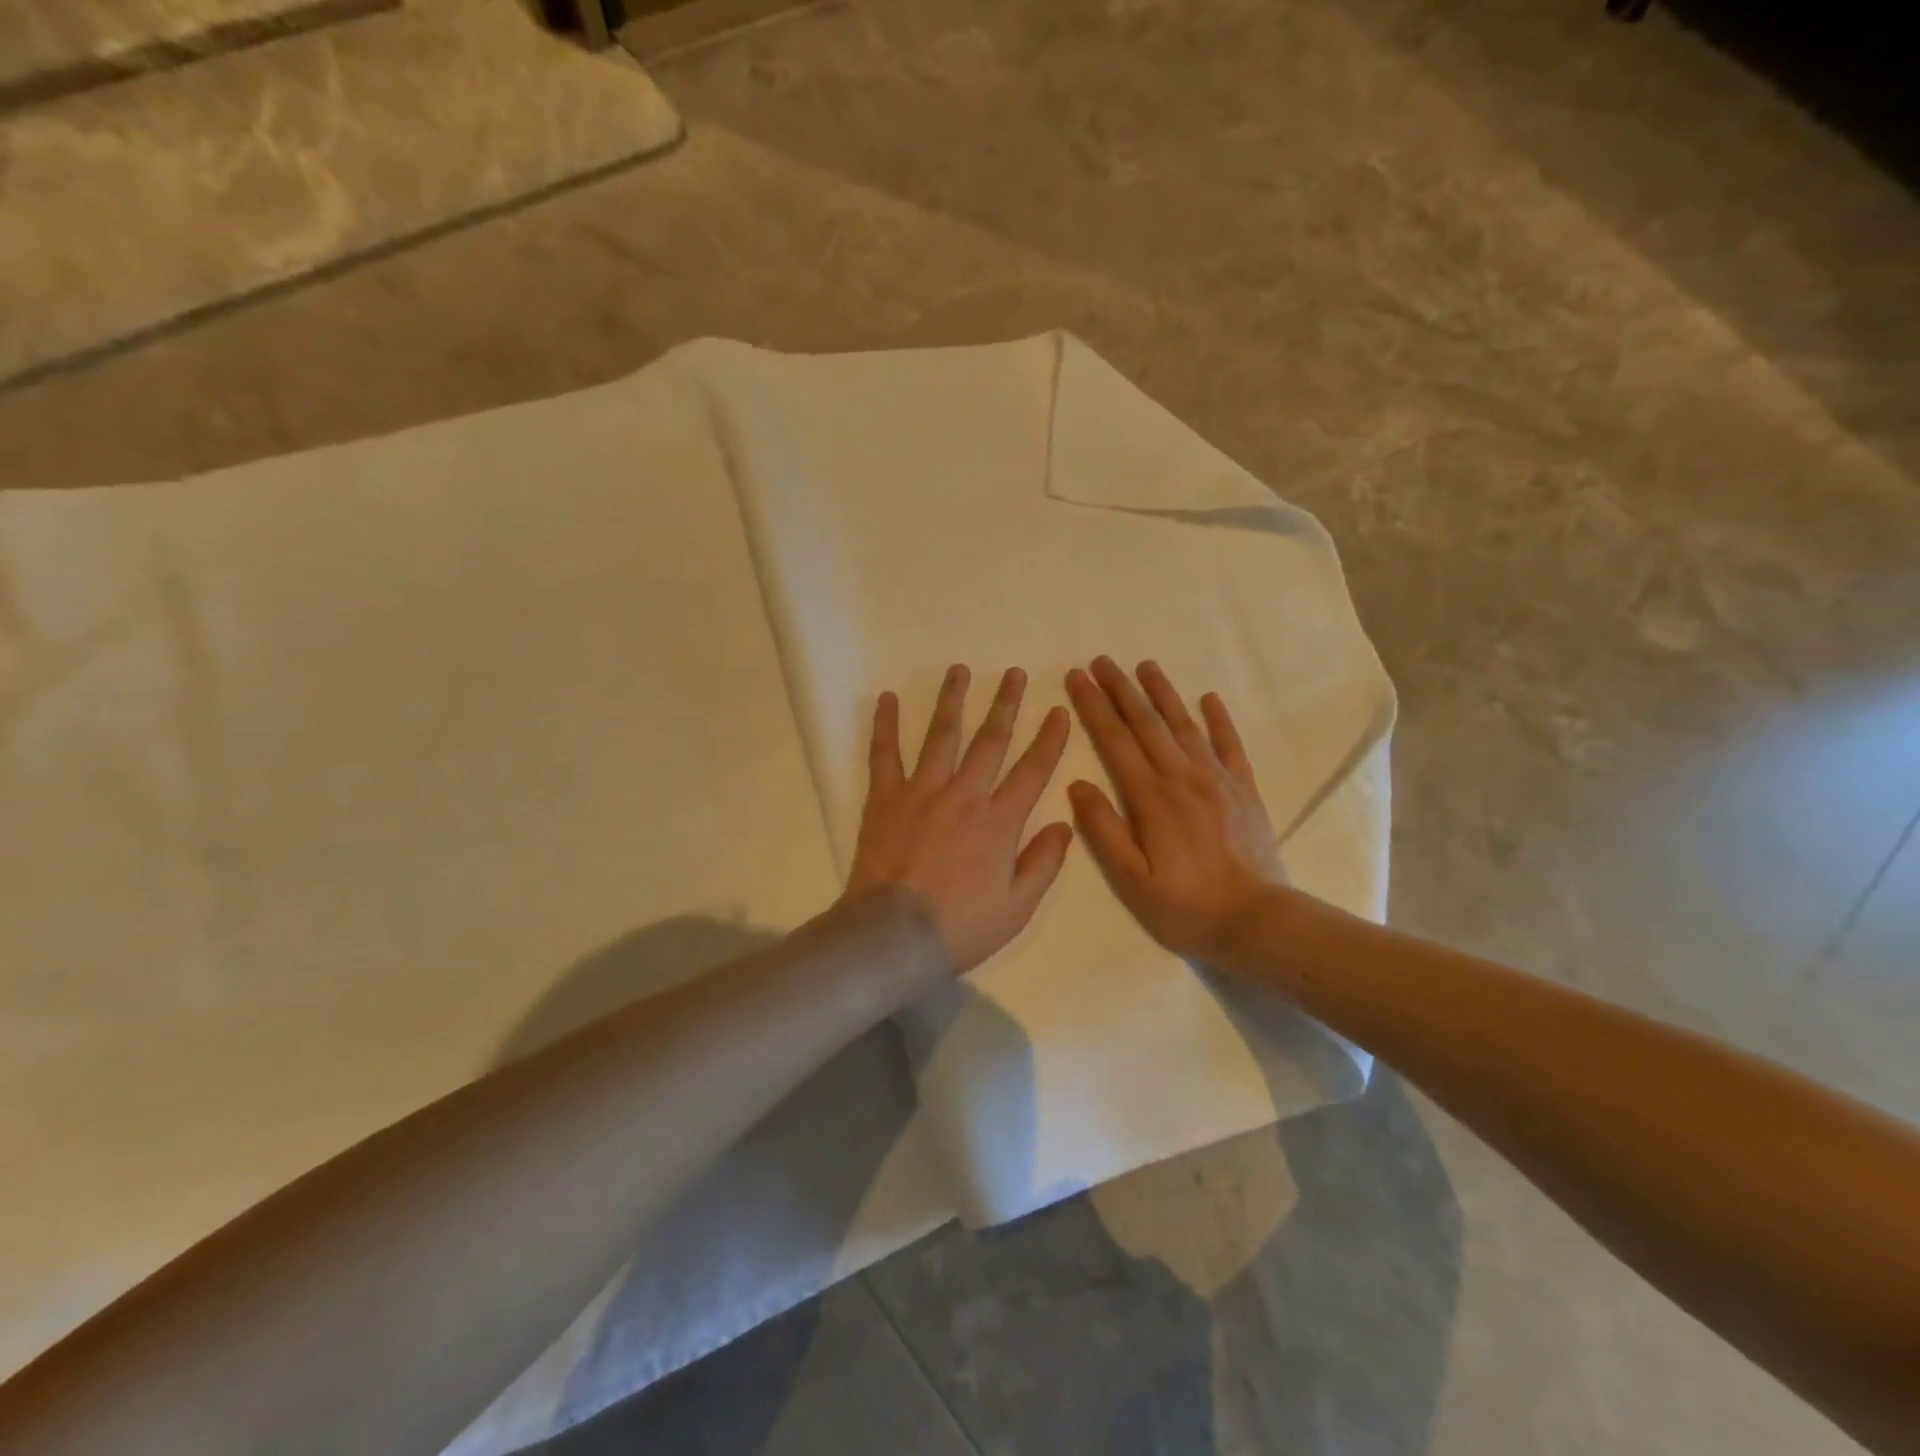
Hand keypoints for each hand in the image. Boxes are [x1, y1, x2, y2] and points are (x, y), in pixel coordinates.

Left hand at [842, 665, 1074, 971]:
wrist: (894, 935)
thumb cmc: (960, 927)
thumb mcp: (1018, 906)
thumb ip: (1044, 862)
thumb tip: (1065, 823)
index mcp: (999, 822)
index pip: (1033, 770)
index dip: (1049, 738)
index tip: (1058, 710)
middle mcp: (964, 795)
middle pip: (990, 741)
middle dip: (1006, 704)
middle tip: (1014, 673)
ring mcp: (922, 791)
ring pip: (941, 736)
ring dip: (952, 700)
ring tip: (959, 670)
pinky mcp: (884, 798)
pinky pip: (884, 754)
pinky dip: (884, 725)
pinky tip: (886, 698)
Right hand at [1065, 657, 1288, 962]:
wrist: (1258, 920)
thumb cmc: (1185, 906)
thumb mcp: (1131, 879)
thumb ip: (1104, 830)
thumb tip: (1078, 785)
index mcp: (1150, 797)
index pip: (1115, 740)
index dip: (1093, 707)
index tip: (1076, 678)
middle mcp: (1182, 777)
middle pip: (1147, 723)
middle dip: (1121, 689)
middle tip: (1101, 661)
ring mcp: (1217, 780)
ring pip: (1185, 725)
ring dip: (1163, 693)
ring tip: (1146, 665)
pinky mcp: (1244, 790)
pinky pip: (1230, 745)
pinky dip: (1219, 720)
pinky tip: (1210, 699)